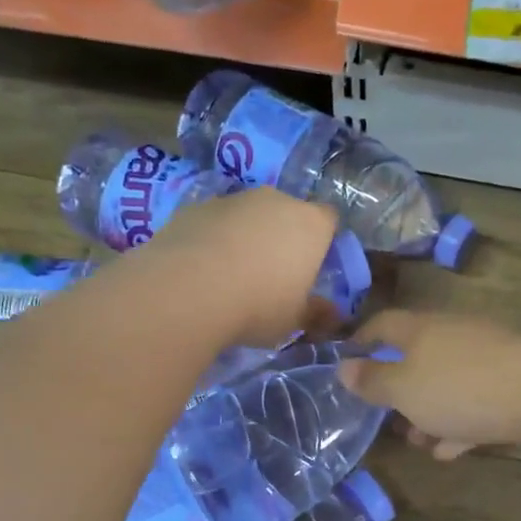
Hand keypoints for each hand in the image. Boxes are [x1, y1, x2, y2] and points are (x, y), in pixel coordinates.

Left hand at [147, 187, 340, 347]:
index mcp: (310, 224)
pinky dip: (213, 238)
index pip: (329, 219)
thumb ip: (316, 313)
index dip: (323, 240)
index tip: (312, 265)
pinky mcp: (196, 206)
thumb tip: (333, 315)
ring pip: (248, 215)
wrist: (187, 290)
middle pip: (287, 212)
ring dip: (246, 236)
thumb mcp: (294, 321)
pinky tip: (201, 269)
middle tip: (272, 274)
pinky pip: (214, 222)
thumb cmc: (258, 305)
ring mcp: (233, 199)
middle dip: (282, 236)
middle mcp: (276, 200)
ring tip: (231, 274)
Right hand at [339, 310, 520, 459]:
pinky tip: (452, 449)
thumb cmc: (462, 389)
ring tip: (418, 441)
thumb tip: (343, 367)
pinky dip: (459, 423)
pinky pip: (475, 402)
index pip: (383, 324)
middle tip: (384, 417)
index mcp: (422, 329)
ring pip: (446, 382)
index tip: (346, 364)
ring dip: (429, 411)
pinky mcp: (512, 384)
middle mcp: (454, 335)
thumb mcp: (405, 389)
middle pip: (417, 356)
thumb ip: (373, 381)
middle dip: (399, 388)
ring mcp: (487, 359)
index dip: (361, 342)